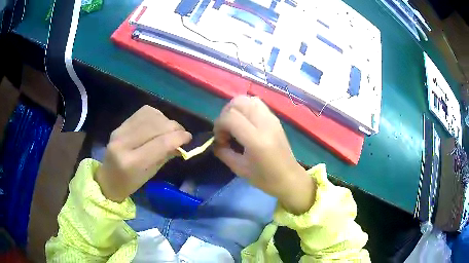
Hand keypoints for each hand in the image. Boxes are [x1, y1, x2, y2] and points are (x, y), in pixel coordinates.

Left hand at [96, 105, 191, 202]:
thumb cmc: (131, 183)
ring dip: (165, 121)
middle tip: (182, 134)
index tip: (188, 137)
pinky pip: (143, 113)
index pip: (160, 143)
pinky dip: (156, 116)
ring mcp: (120, 131)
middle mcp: (123, 143)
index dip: (178, 137)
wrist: (108, 178)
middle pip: (156, 126)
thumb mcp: (151, 173)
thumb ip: (165, 155)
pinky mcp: (120, 125)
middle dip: (174, 127)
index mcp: (132, 163)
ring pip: (150, 116)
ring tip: (170, 130)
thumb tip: (182, 142)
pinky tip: (158, 124)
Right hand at [214, 96, 315, 213]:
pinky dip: (246, 108)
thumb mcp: (239, 169)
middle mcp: (265, 124)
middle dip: (225, 114)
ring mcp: (272, 119)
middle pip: (238, 102)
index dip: (219, 125)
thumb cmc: (265, 179)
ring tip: (234, 125)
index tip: (220, 139)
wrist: (290, 178)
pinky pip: (256, 103)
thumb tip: (214, 141)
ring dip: (236, 109)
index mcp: (256, 140)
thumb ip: (223, 152)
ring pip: (248, 99)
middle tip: (225, 130)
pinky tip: (245, 123)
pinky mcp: (275, 118)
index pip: (230, 117)